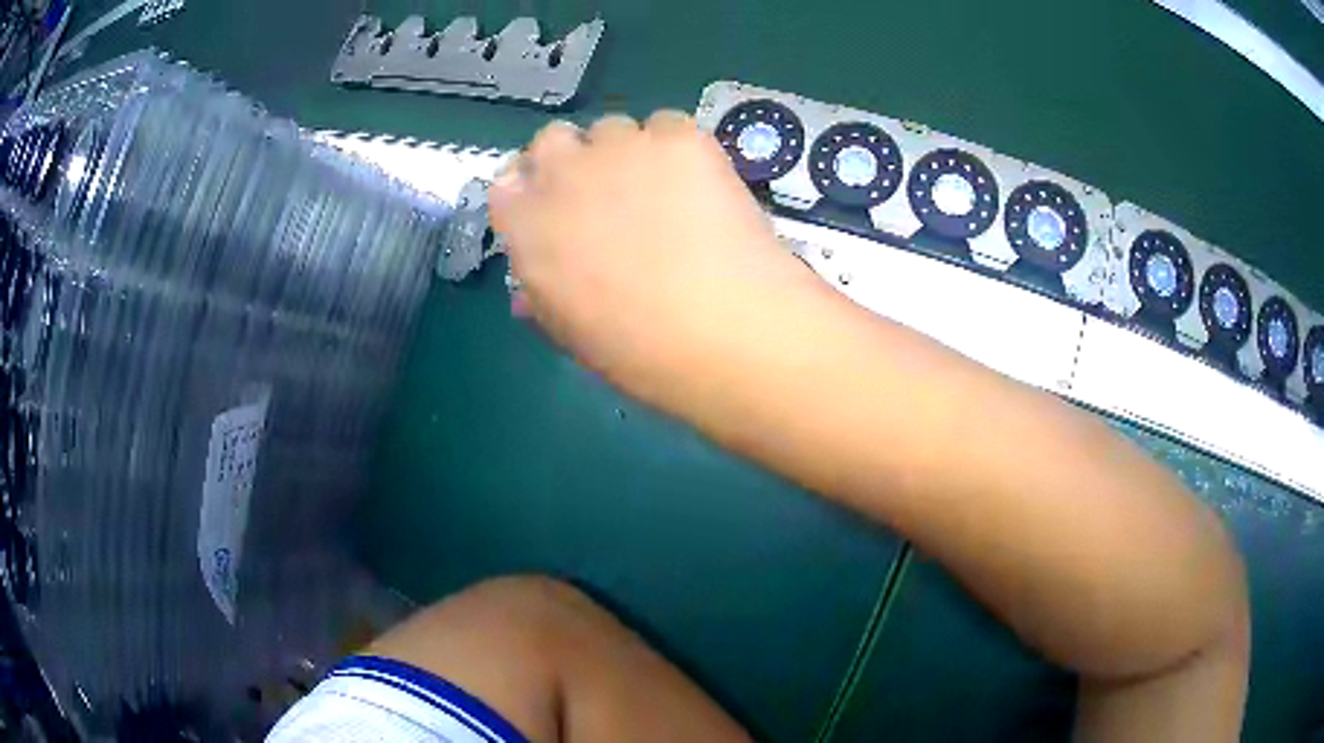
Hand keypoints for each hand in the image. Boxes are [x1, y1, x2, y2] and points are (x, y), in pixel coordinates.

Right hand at [489, 112, 811, 407]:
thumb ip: (542, 299)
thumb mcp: (571, 334)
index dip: (531, 191)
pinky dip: (677, 148)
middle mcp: (564, 173)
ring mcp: (622, 147)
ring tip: (664, 191)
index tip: (554, 207)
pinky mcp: (678, 137)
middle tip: (607, 192)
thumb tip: (527, 293)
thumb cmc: (639, 350)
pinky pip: (668, 125)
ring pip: (613, 129)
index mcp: (527, 225)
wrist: (723, 328)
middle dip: (572, 159)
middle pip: (553, 139)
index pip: (507, 183)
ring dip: (626, 152)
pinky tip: (699, 183)